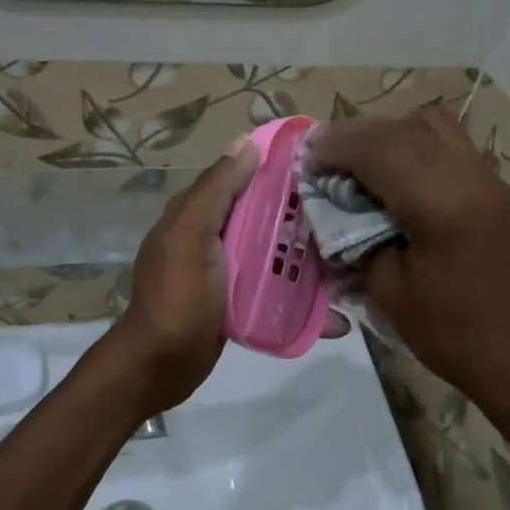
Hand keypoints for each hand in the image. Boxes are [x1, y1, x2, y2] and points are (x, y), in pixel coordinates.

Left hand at [106, 139, 352, 413]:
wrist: (160, 367)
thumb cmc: (176, 297)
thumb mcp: (190, 236)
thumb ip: (215, 191)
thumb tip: (245, 142)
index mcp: (197, 215)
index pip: (239, 178)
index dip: (274, 168)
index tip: (319, 164)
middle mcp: (211, 238)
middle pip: (262, 216)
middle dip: (299, 214)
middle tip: (345, 214)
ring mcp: (227, 273)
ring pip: (272, 253)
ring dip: (305, 257)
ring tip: (349, 259)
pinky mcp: (239, 303)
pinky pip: (274, 289)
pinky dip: (299, 296)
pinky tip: (334, 309)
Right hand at [307, 109, 509, 429]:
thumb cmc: (449, 331)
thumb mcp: (387, 288)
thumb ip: (356, 236)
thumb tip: (334, 204)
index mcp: (440, 204)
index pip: (379, 150)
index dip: (336, 147)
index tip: (306, 157)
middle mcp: (468, 176)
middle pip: (403, 129)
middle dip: (356, 135)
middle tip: (323, 155)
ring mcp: (486, 177)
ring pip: (431, 124)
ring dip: (388, 132)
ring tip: (359, 159)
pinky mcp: (493, 186)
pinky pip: (449, 141)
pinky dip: (414, 142)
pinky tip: (394, 170)